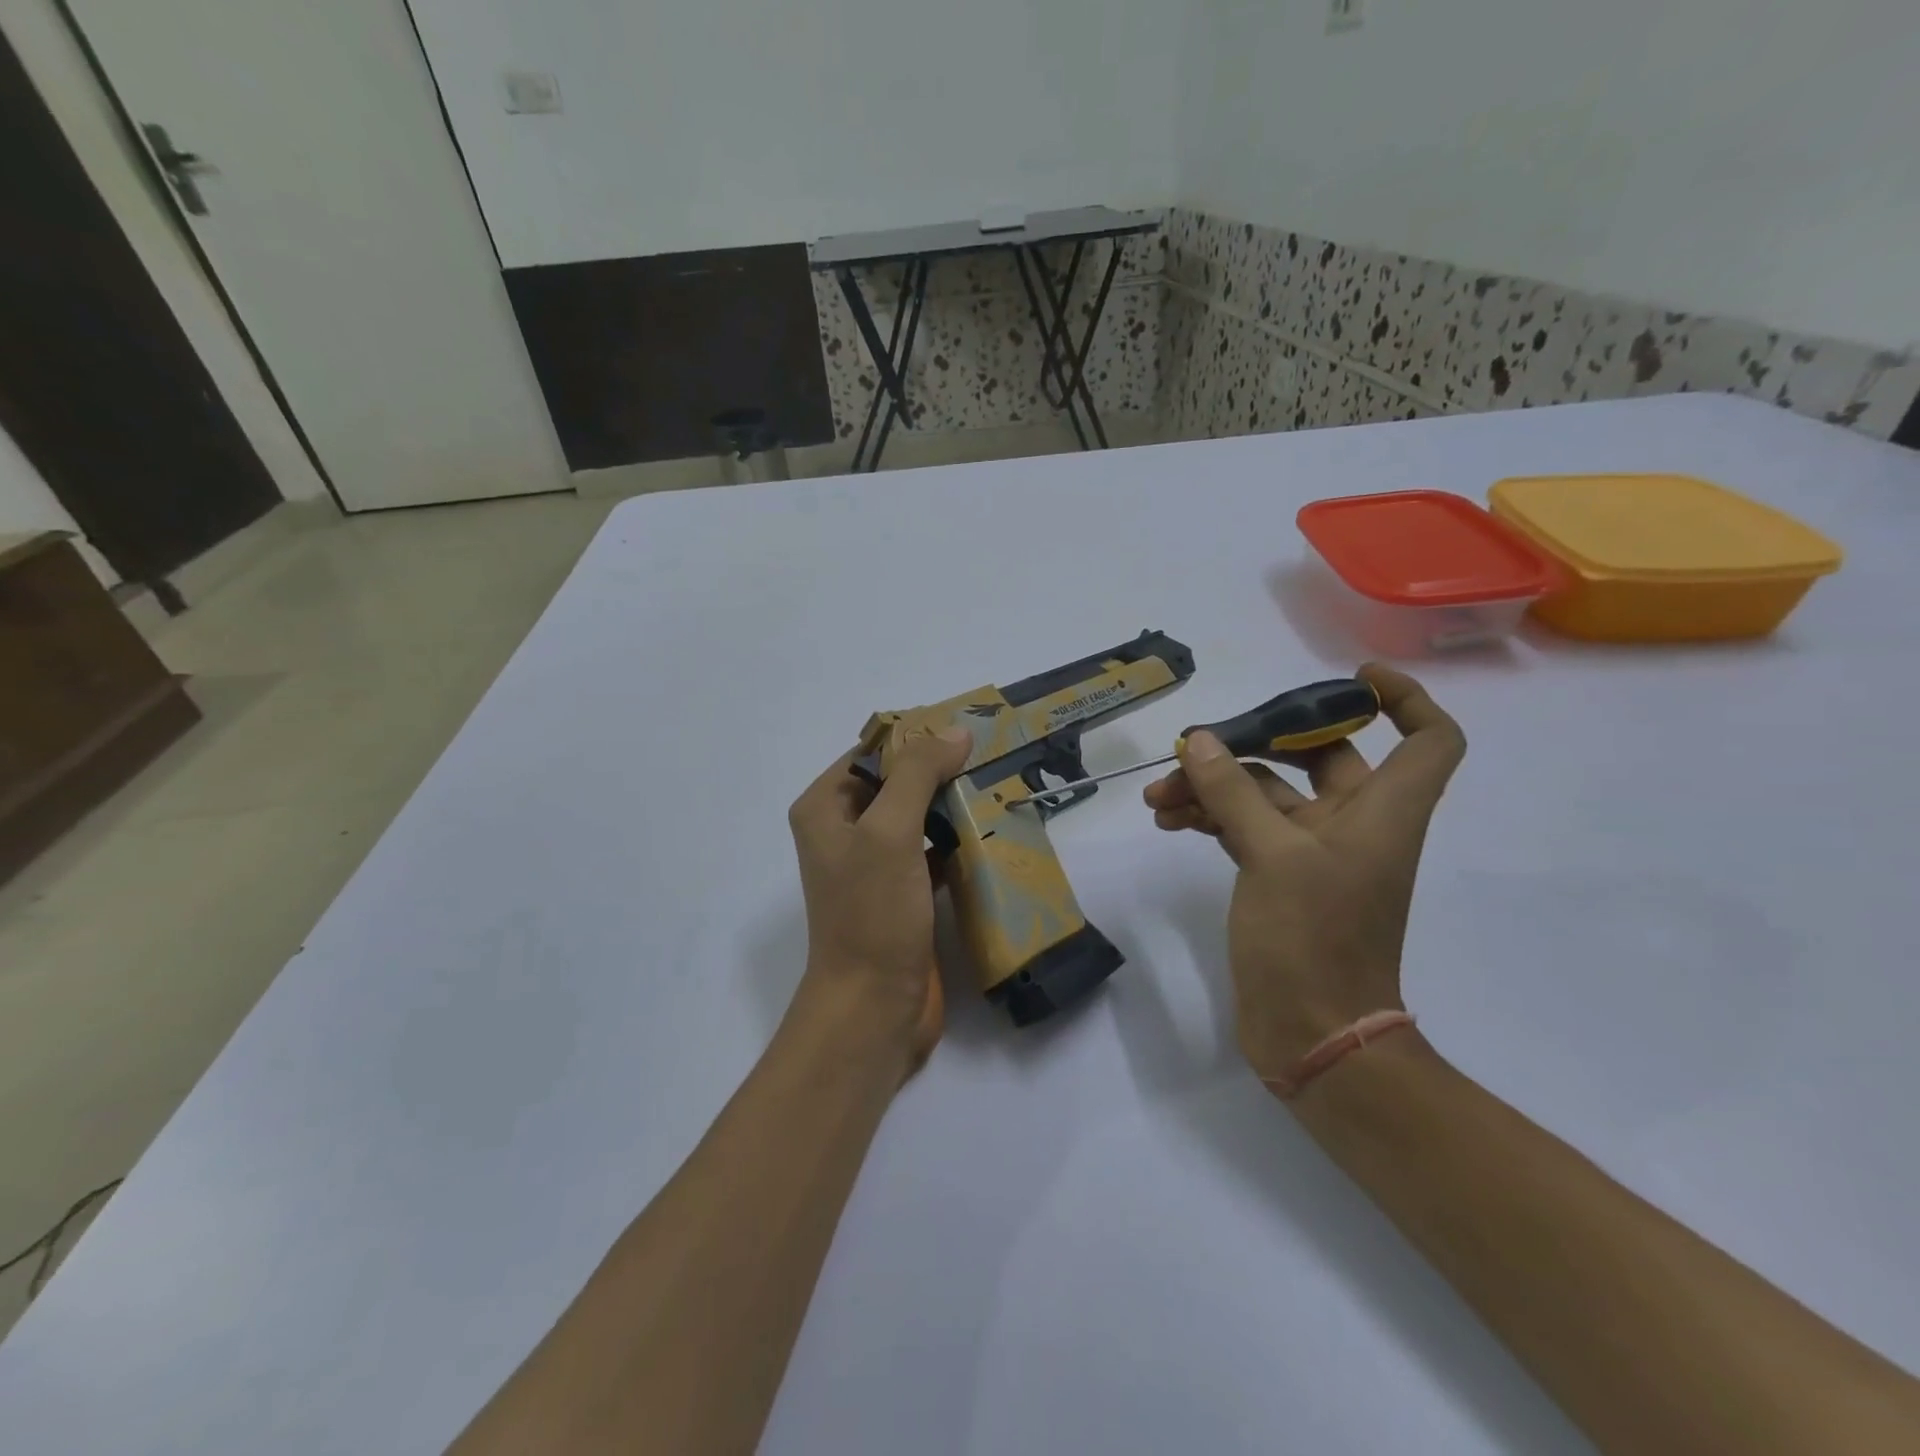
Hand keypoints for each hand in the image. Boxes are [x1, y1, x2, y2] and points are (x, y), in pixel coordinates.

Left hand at [787, 726, 972, 1076]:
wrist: (873, 1007)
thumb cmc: (872, 913)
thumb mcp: (890, 831)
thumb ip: (918, 774)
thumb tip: (956, 732)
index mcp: (825, 808)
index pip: (871, 752)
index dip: (915, 737)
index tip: (965, 730)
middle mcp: (843, 831)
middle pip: (896, 783)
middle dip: (939, 770)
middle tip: (990, 756)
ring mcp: (873, 865)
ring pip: (917, 817)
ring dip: (952, 804)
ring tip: (997, 786)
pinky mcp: (901, 893)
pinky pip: (930, 851)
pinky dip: (956, 840)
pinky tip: (990, 831)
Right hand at [1143, 664, 1464, 1083]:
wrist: (1312, 1033)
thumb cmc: (1313, 940)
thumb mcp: (1271, 856)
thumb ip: (1234, 793)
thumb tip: (1200, 740)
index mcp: (1382, 812)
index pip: (1427, 740)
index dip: (1405, 700)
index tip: (1353, 679)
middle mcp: (1355, 824)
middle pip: (1319, 755)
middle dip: (1255, 744)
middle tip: (1201, 745)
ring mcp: (1315, 851)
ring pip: (1268, 794)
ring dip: (1216, 786)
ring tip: (1160, 796)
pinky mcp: (1280, 875)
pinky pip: (1246, 826)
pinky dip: (1213, 817)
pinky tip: (1170, 819)